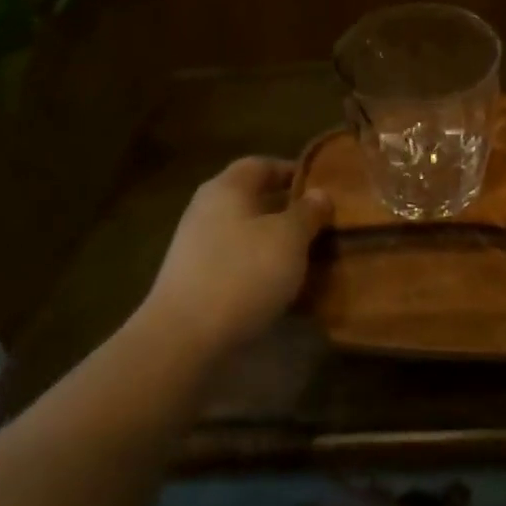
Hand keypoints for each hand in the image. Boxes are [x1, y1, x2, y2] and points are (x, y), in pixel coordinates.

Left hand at [137, 157, 332, 358]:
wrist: (183, 340)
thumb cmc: (243, 273)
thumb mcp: (289, 237)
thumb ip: (308, 212)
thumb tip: (319, 194)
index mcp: (227, 188)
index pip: (262, 164)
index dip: (293, 172)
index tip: (322, 188)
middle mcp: (207, 210)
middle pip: (253, 199)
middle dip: (287, 210)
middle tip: (320, 223)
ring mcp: (196, 247)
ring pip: (246, 233)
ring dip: (274, 242)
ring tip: (308, 257)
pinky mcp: (194, 282)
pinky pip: (236, 263)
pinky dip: (259, 268)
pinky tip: (281, 286)